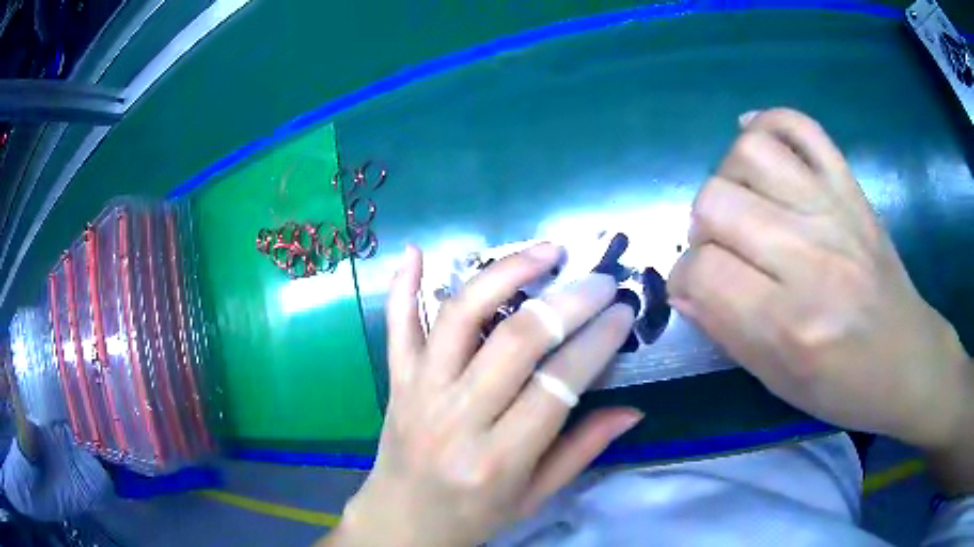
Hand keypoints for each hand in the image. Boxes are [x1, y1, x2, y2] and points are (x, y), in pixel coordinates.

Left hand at [329, 244, 639, 546]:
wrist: (400, 522)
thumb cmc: (471, 516)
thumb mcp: (534, 497)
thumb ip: (583, 450)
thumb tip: (634, 410)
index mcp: (498, 459)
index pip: (558, 385)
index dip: (597, 342)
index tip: (623, 311)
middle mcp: (457, 418)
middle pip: (517, 341)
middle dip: (568, 302)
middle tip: (600, 280)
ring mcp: (419, 392)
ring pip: (460, 317)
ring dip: (504, 274)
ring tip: (544, 252)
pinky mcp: (395, 380)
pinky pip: (396, 327)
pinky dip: (403, 287)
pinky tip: (416, 252)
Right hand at [668, 108, 972, 450]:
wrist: (906, 359)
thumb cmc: (843, 385)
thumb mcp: (777, 380)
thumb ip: (726, 331)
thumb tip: (685, 288)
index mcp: (790, 323)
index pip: (702, 272)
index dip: (684, 280)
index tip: (695, 290)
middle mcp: (811, 257)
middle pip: (715, 202)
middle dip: (701, 231)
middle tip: (720, 251)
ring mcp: (833, 209)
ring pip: (749, 152)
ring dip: (727, 176)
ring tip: (742, 203)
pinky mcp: (849, 187)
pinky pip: (799, 125)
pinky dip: (768, 123)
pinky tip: (757, 143)